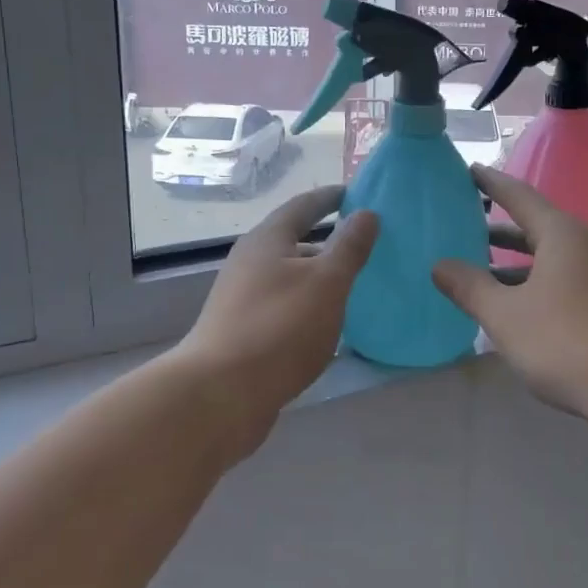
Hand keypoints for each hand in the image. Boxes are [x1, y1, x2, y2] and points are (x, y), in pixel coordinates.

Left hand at [175, 186, 377, 460]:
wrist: (220, 394)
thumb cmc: (279, 328)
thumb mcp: (326, 282)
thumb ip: (349, 247)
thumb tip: (367, 212)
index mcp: (267, 240)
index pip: (304, 206)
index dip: (331, 198)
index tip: (356, 193)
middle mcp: (250, 262)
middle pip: (293, 241)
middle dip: (328, 240)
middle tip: (365, 244)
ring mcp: (242, 299)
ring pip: (289, 277)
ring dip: (318, 276)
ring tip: (353, 285)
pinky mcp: (242, 332)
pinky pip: (284, 306)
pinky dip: (308, 305)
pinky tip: (327, 324)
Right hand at [432, 167, 587, 431]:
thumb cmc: (567, 340)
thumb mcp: (506, 315)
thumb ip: (470, 287)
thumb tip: (439, 264)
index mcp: (560, 234)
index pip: (518, 195)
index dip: (491, 183)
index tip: (467, 170)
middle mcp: (580, 247)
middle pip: (533, 226)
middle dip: (497, 225)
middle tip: (461, 220)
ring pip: (544, 258)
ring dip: (511, 261)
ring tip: (474, 265)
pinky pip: (556, 282)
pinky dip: (528, 284)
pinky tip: (507, 305)